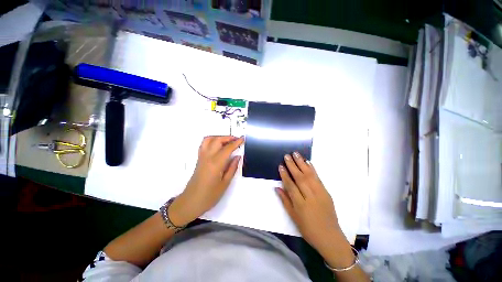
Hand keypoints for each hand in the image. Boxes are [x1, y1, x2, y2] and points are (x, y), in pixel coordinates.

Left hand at [169, 136, 243, 225]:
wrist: (191, 202)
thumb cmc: (209, 196)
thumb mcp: (225, 183)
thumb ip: (232, 168)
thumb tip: (238, 157)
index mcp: (216, 164)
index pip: (228, 148)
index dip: (236, 142)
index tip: (243, 138)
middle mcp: (207, 157)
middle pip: (217, 140)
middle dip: (228, 138)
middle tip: (237, 140)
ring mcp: (201, 157)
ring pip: (209, 139)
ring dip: (219, 137)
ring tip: (227, 141)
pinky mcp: (198, 159)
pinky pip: (204, 144)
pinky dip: (212, 140)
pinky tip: (218, 146)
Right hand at [276, 152, 343, 254]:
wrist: (330, 237)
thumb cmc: (308, 229)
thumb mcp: (293, 217)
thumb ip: (285, 201)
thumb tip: (277, 187)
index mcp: (300, 205)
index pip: (291, 186)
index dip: (285, 175)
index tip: (281, 166)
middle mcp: (310, 197)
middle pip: (300, 178)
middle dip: (292, 165)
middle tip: (287, 156)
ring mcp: (320, 193)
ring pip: (309, 175)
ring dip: (302, 163)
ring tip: (296, 154)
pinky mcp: (326, 192)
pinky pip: (318, 178)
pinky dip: (312, 169)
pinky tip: (308, 162)